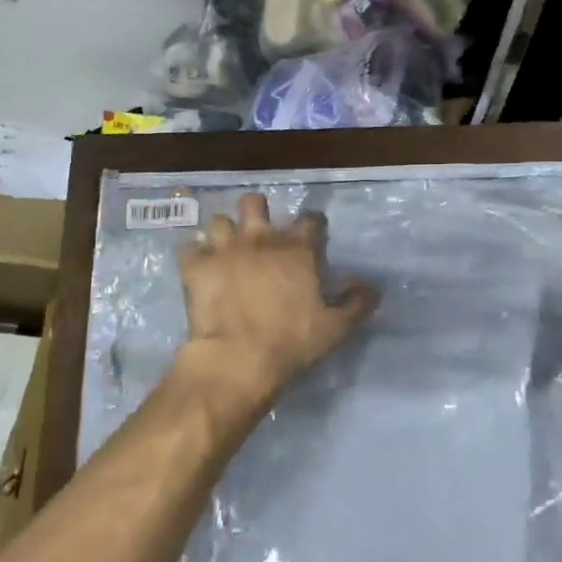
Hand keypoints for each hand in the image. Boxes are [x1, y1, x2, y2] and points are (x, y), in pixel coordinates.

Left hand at [175, 193, 378, 416]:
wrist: (238, 358)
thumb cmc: (292, 342)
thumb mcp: (336, 328)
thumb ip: (357, 303)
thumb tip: (372, 287)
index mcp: (297, 250)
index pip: (310, 219)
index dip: (313, 224)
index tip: (313, 235)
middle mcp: (260, 239)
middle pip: (254, 203)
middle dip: (256, 211)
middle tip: (259, 232)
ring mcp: (224, 249)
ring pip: (218, 220)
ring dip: (223, 233)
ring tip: (225, 249)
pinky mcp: (196, 266)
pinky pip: (189, 247)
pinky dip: (194, 255)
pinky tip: (199, 266)